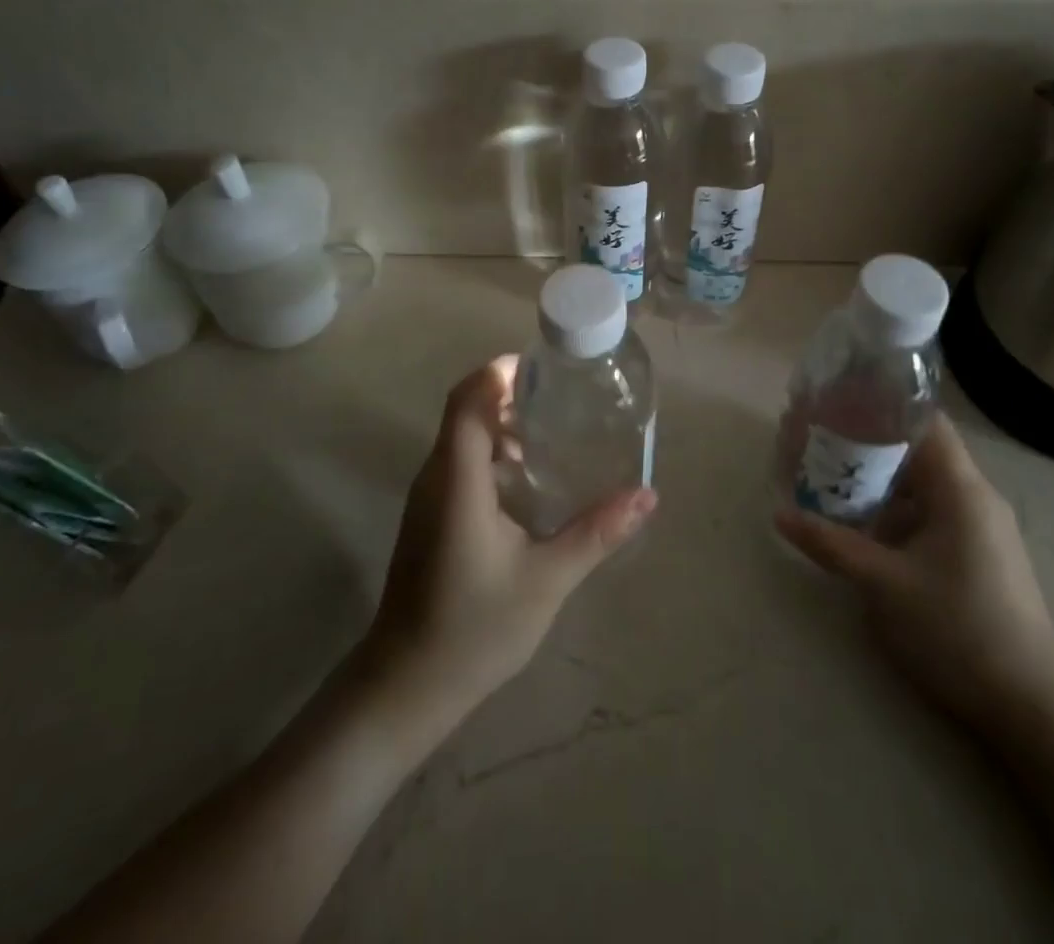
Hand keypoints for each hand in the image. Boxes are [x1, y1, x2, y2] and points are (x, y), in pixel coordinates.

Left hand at [360, 356, 657, 728]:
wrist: (407, 685)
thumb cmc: (475, 628)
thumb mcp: (547, 579)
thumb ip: (596, 532)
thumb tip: (647, 496)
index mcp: (458, 479)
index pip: (468, 398)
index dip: (500, 372)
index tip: (544, 368)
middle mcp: (436, 476)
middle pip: (466, 410)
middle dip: (510, 393)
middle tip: (562, 397)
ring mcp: (427, 497)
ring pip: (461, 436)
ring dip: (501, 422)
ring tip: (552, 432)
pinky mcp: (429, 516)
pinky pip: (458, 461)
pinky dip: (491, 451)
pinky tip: (526, 478)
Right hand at [776, 414, 1053, 728]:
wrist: (1032, 709)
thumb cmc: (959, 630)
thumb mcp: (884, 585)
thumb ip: (831, 543)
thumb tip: (779, 514)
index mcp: (961, 489)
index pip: (923, 421)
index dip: (880, 404)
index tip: (835, 401)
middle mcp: (973, 497)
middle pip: (916, 450)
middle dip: (866, 442)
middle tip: (817, 440)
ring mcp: (977, 527)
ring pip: (920, 484)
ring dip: (877, 479)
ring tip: (828, 477)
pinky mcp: (975, 554)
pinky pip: (927, 513)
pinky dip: (893, 509)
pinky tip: (859, 523)